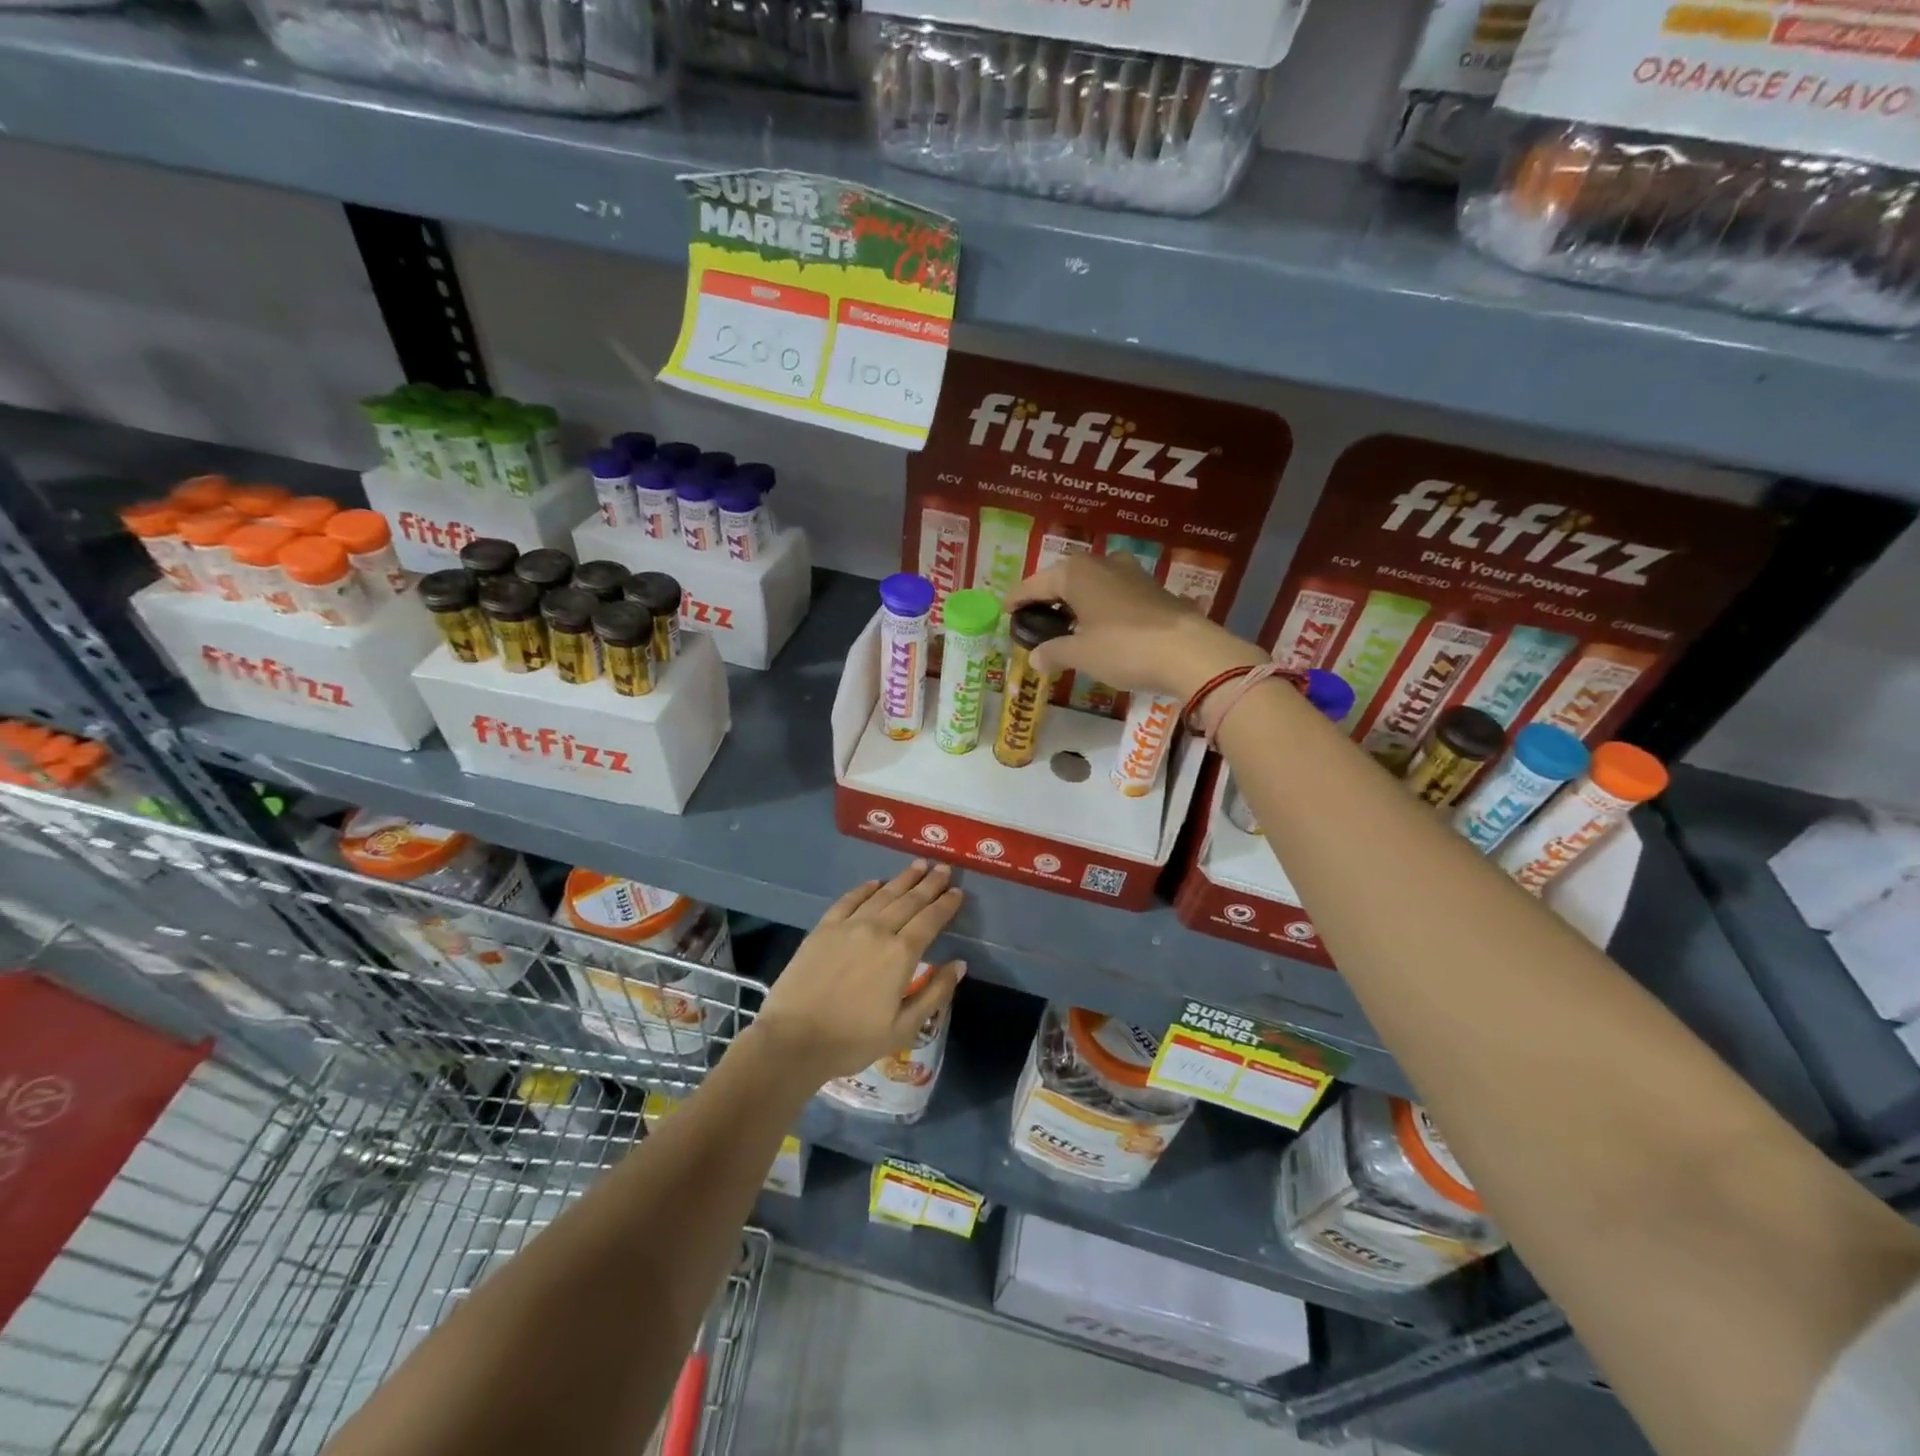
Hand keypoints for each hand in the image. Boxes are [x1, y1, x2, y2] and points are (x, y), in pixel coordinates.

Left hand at [752, 861, 964, 1083]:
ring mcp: (848, 926)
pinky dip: (865, 888)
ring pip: (882, 895)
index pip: (930, 920)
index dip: (946, 904)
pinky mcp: (823, 928)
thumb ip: (934, 993)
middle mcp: (878, 930)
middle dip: (929, 883)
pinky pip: (849, 900)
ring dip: (902, 879)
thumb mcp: (904, 1028)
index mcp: (901, 954)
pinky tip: (875, 883)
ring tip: (918, 865)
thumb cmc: (852, 1040)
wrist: (793, 1040)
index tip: (957, 891)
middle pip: (909, 901)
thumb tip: (960, 964)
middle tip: (943, 868)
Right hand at [1005, 554, 1264, 699]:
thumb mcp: (1081, 655)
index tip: (1004, 611)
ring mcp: (1130, 573)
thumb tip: (1035, 658)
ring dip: (1076, 602)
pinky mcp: (1152, 588)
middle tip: (1034, 620)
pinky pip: (1113, 593)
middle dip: (1047, 598)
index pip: (1034, 584)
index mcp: (1075, 573)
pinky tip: (1099, 627)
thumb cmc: (1124, 648)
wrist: (1189, 652)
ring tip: (1066, 625)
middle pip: (1063, 579)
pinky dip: (1099, 607)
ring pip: (1091, 584)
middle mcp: (1101, 563)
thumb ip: (1053, 652)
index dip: (1017, 600)